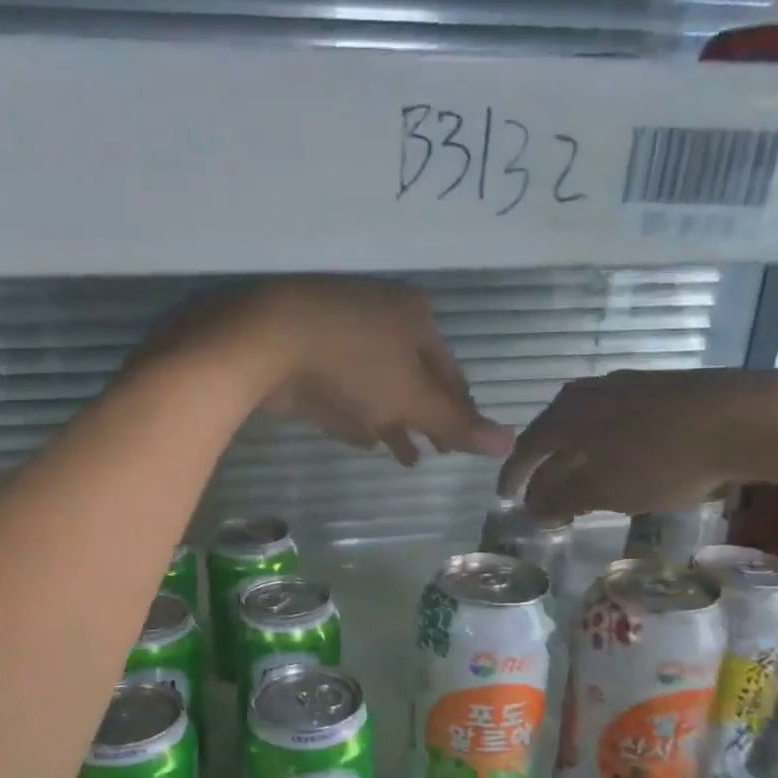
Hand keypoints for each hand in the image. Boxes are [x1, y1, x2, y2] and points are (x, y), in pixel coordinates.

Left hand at [149, 277, 511, 464]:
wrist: (267, 342)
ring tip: (407, 458)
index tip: (462, 444)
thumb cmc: (355, 363)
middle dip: (425, 419)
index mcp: (415, 318)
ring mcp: (341, 336)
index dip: (459, 411)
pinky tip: (366, 441)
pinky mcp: (306, 357)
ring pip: (377, 387)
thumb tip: (509, 443)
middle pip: (413, 379)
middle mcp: (381, 320)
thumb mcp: (413, 398)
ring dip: (393, 423)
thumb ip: (456, 423)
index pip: (450, 373)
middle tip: (437, 453)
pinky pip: (345, 392)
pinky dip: (358, 416)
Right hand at [498, 369, 777, 517]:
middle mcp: (591, 394)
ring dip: (578, 454)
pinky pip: (618, 420)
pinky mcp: (665, 389)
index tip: (505, 498)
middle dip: (545, 465)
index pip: (527, 447)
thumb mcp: (605, 489)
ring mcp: (630, 386)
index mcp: (568, 415)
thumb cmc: (662, 459)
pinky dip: (608, 445)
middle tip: (541, 493)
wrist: (747, 418)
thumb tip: (531, 509)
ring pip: (588, 424)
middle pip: (555, 431)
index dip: (513, 476)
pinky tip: (624, 458)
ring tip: (581, 478)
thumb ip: (562, 499)